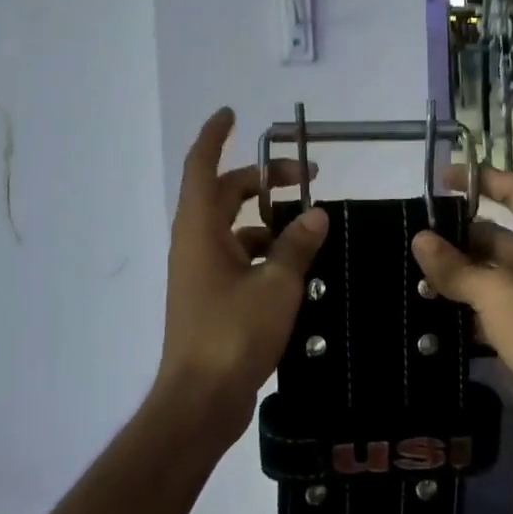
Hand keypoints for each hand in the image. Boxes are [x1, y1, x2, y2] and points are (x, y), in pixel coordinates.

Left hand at [154, 109, 328, 444]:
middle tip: (307, 178)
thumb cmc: (233, 334)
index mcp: (199, 229)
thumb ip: (297, 244)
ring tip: (310, 229)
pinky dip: (264, 252)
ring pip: (234, 227)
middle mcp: (194, 243)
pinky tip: (297, 268)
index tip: (232, 114)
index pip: (201, 167)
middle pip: (224, 194)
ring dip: (267, 220)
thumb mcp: (276, 284)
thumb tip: (317, 214)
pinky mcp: (211, 297)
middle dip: (262, 179)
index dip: (214, 136)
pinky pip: (238, 257)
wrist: (201, 399)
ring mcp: (200, 272)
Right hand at [411, 166, 512, 448]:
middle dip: (459, 237)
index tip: (442, 180)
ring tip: (412, 276)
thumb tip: (420, 240)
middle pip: (499, 237)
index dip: (483, 180)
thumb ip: (455, 266)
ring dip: (457, 276)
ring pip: (491, 277)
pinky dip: (464, 310)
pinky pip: (489, 312)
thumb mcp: (496, 291)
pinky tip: (430, 312)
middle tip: (414, 240)